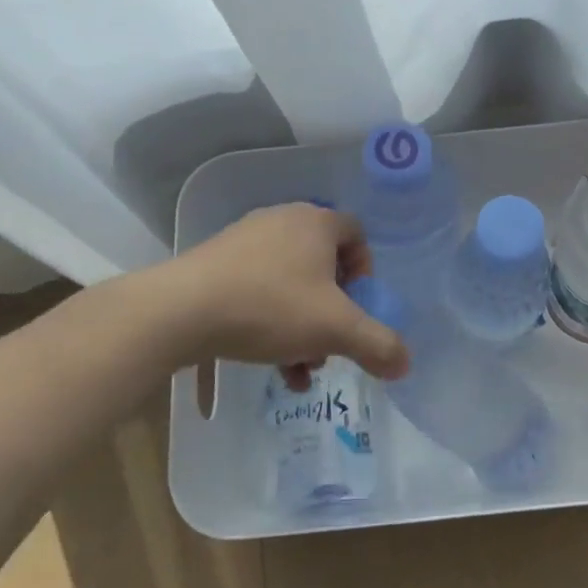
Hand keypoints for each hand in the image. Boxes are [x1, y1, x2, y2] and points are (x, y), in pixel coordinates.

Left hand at [161, 204, 408, 382]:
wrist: (181, 310)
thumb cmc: (270, 306)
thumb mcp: (335, 330)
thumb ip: (377, 345)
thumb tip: (406, 363)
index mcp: (316, 223)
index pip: (356, 233)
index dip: (365, 270)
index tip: (358, 305)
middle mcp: (283, 221)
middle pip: (323, 263)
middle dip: (333, 309)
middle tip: (329, 342)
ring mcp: (246, 239)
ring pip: (291, 282)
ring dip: (303, 324)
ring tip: (300, 366)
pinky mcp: (217, 263)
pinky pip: (258, 288)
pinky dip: (271, 322)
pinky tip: (269, 363)